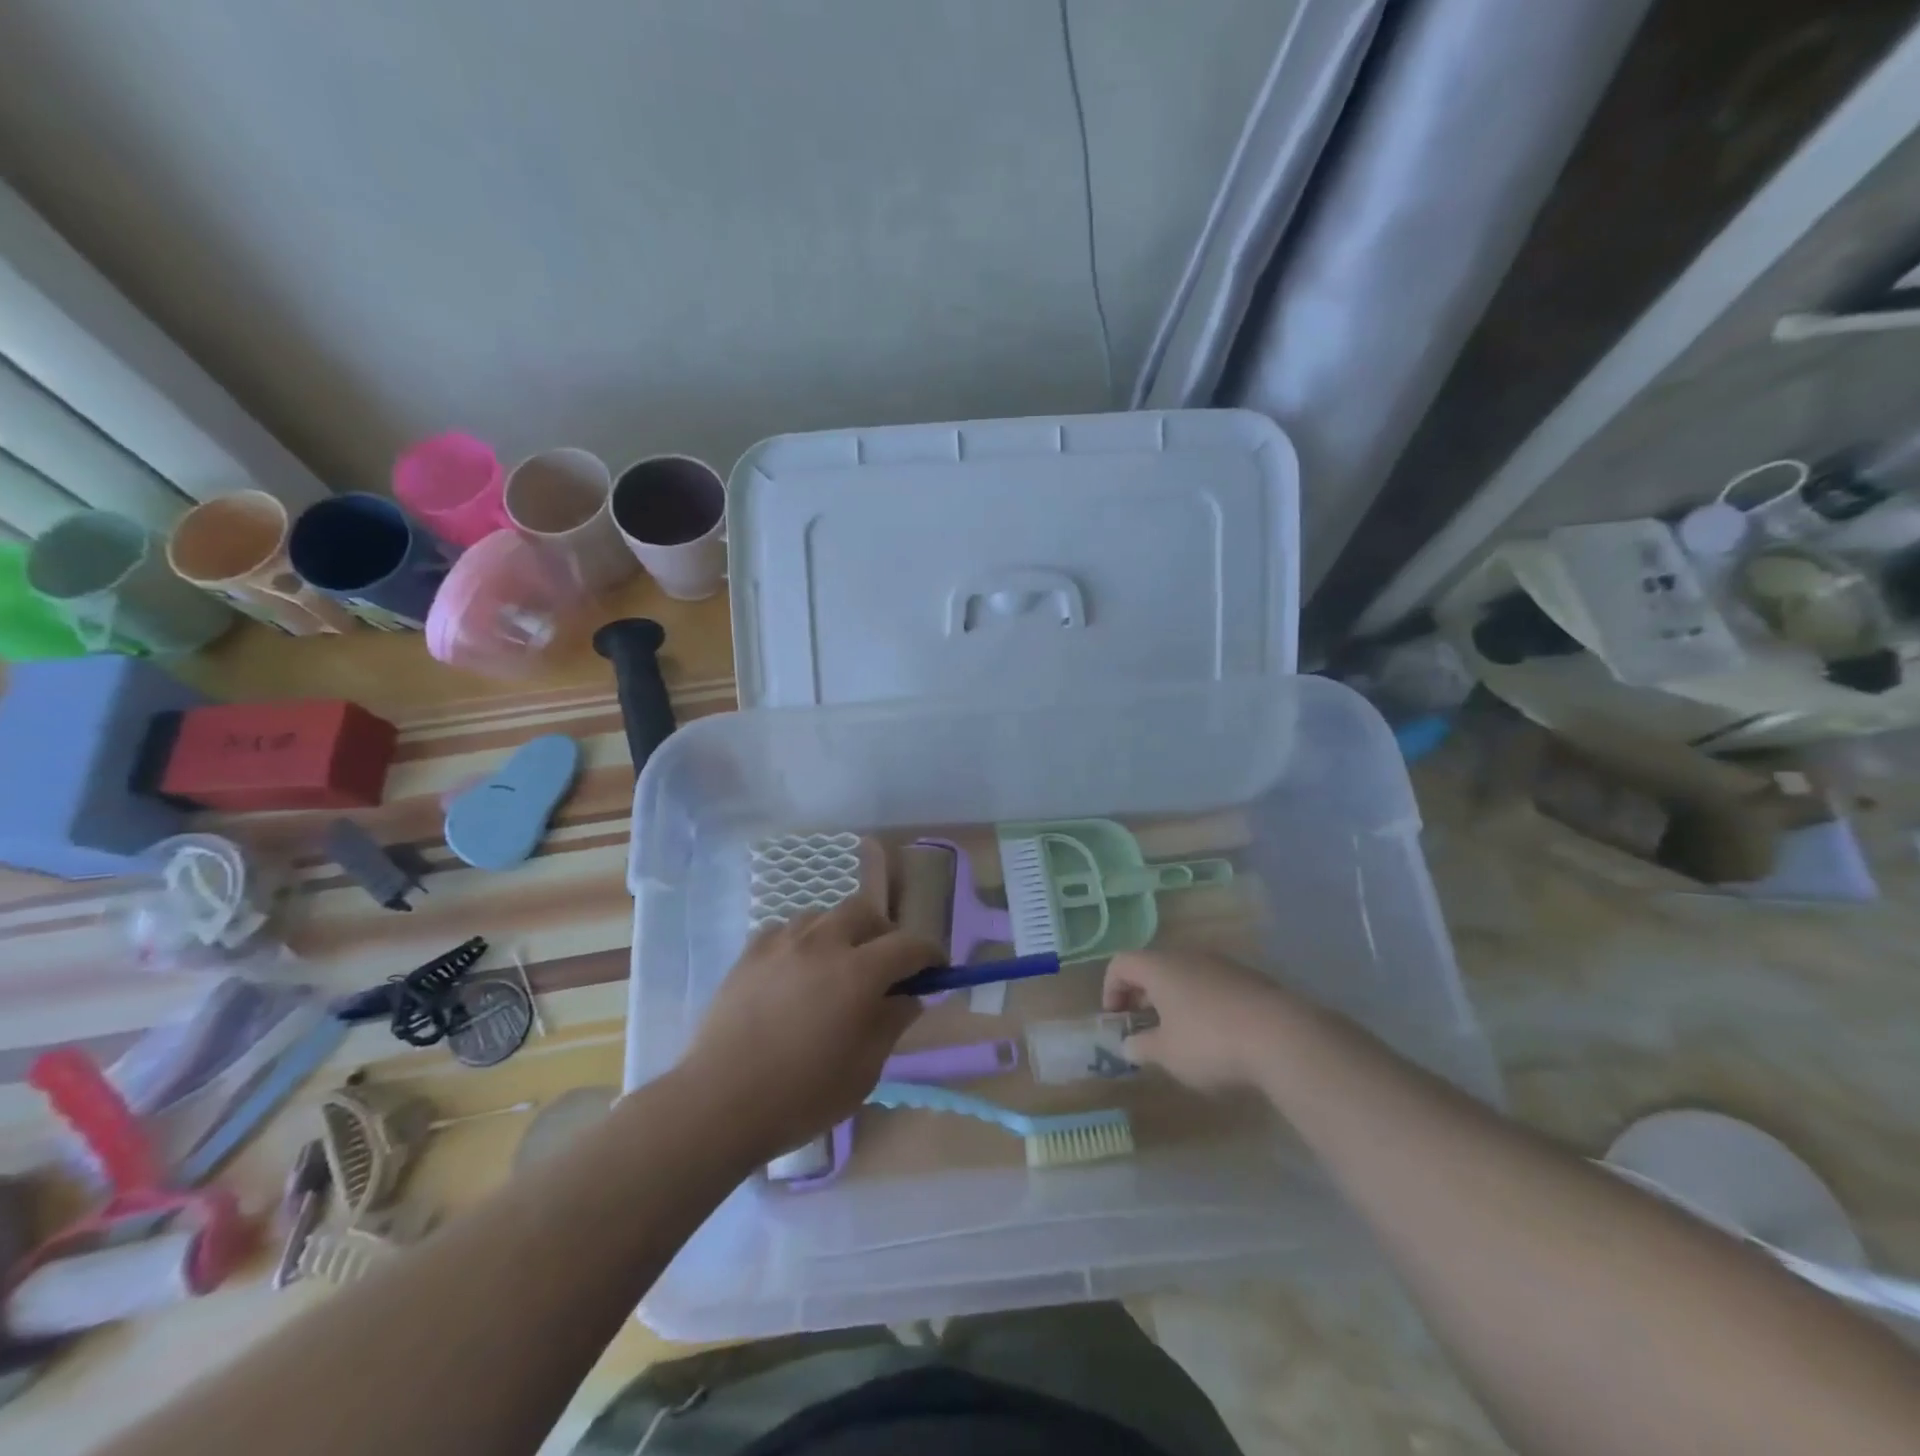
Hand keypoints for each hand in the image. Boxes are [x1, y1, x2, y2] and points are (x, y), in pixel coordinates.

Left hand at [679, 898, 938, 1160]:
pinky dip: (802, 942)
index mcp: (859, 972)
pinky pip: (786, 931)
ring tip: (838, 965)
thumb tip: (909, 996)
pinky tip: (796, 971)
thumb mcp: (864, 1070)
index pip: (909, 945)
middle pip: (865, 912)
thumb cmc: (801, 1095)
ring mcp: (782, 943)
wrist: (719, 1103)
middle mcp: (823, 943)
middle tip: (886, 965)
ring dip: (841, 933)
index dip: (929, 953)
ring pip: (824, 916)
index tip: (937, 968)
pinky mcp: (750, 953)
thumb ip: (892, 1023)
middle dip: (884, 933)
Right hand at [1103, 949, 1295, 1093]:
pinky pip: (1212, 985)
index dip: (1111, 989)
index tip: (1117, 1021)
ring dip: (1174, 1000)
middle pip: (1153, 967)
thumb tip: (1129, 1044)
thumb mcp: (1167, 1054)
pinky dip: (1202, 1003)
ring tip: (1180, 1035)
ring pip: (1185, 975)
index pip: (1120, 963)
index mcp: (1159, 967)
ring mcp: (1221, 964)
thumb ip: (1141, 1047)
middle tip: (1144, 1028)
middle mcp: (1187, 955)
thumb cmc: (1209, 1042)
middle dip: (1143, 996)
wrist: (1282, 1036)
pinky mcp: (1248, 978)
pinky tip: (1216, 1035)